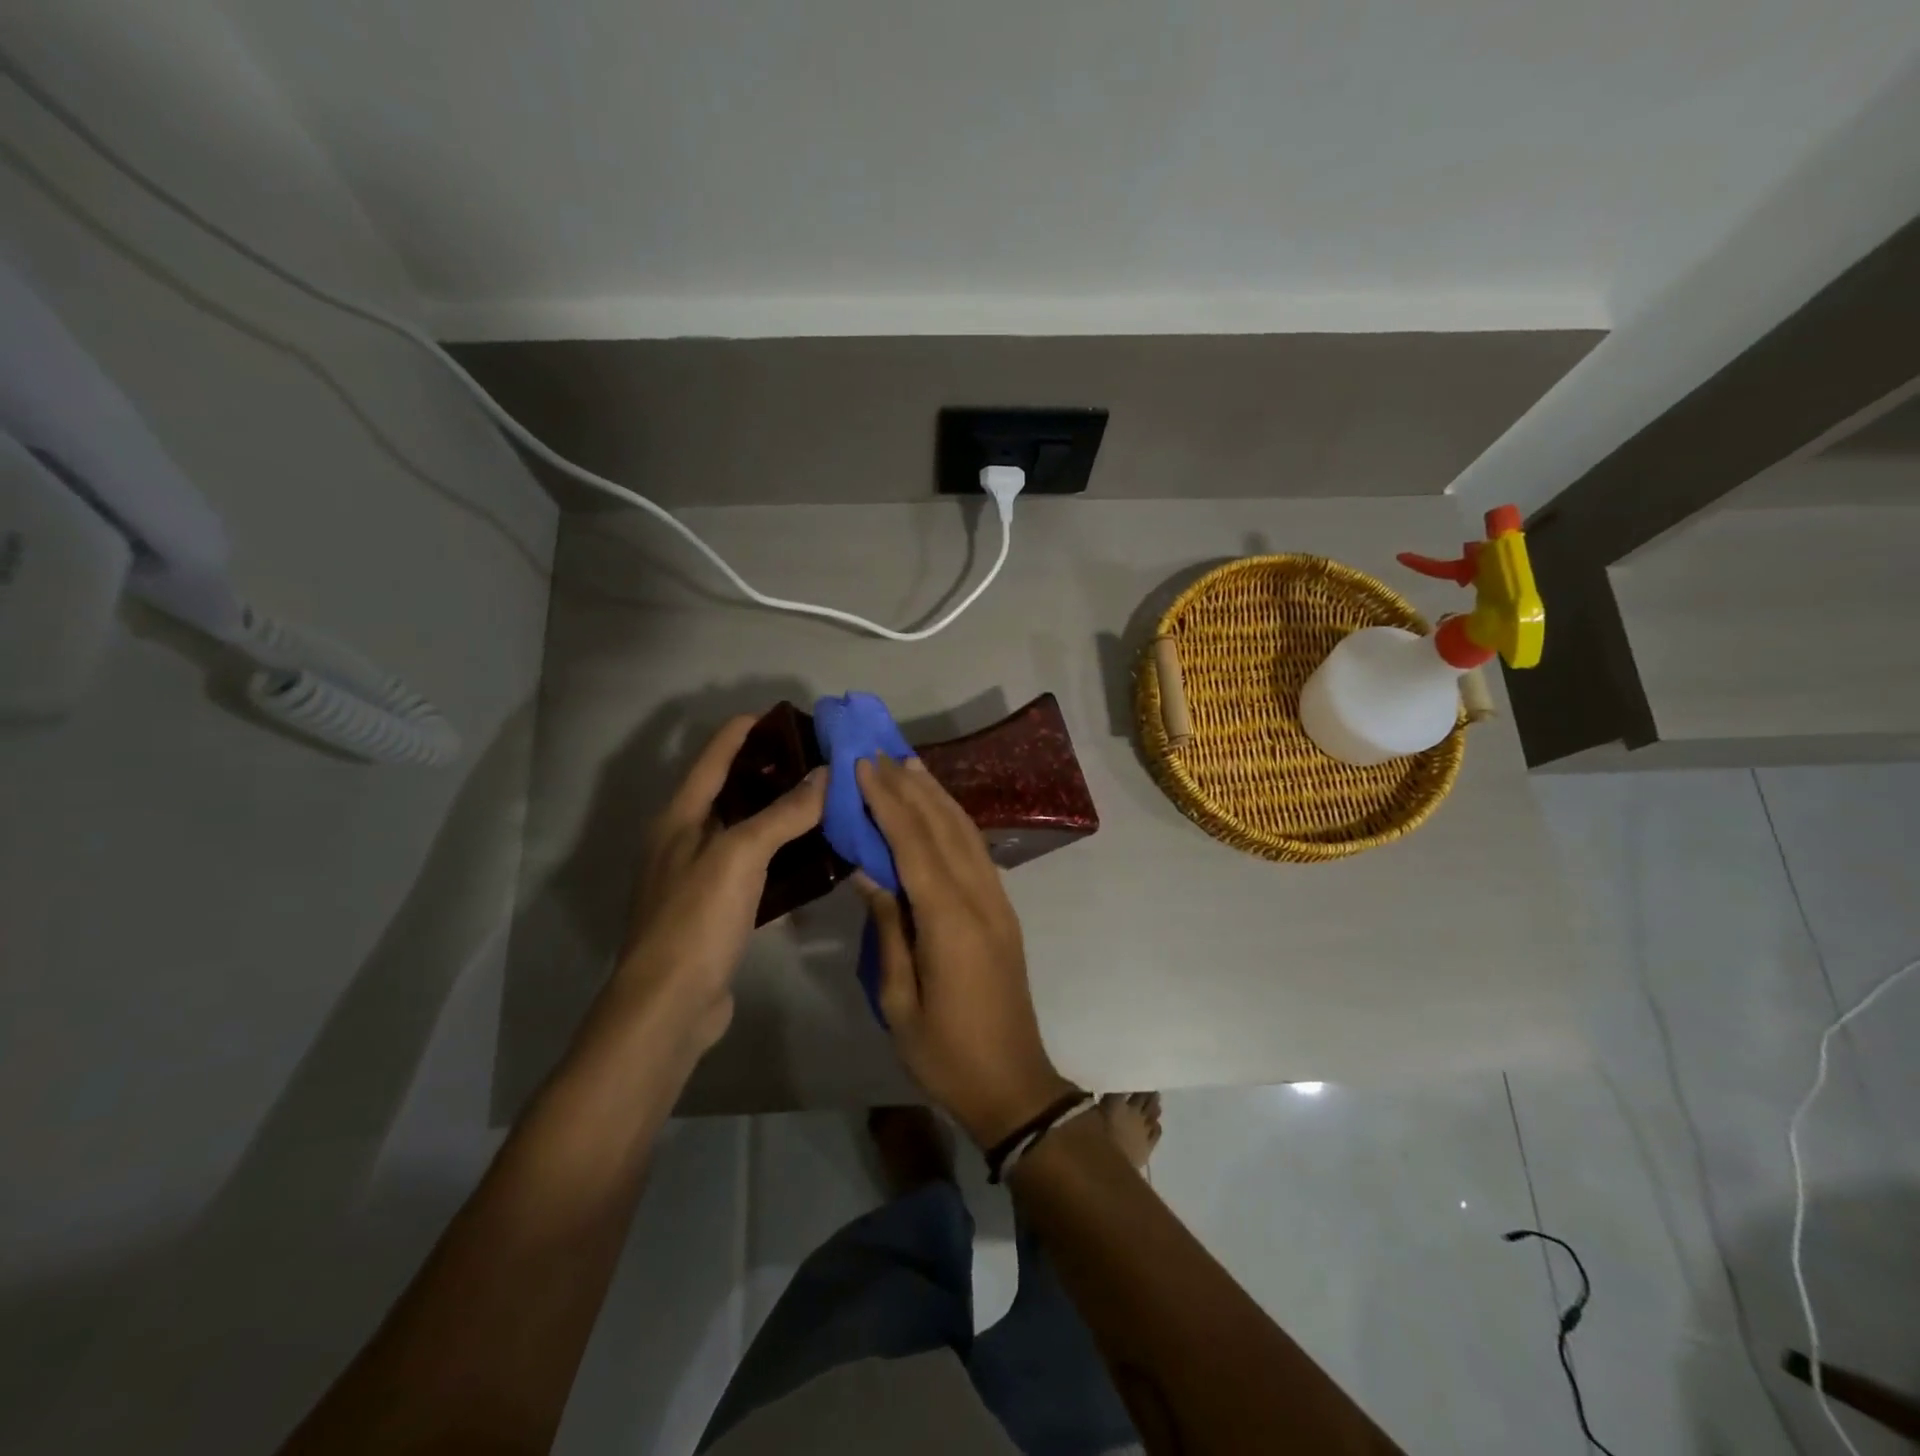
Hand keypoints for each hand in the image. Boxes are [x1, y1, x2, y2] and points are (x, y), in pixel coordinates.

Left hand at [607, 716, 825, 1052]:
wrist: (670, 1003)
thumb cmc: (697, 917)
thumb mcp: (741, 855)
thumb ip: (784, 813)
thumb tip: (827, 774)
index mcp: (680, 817)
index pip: (713, 757)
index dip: (744, 731)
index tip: (783, 715)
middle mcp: (684, 840)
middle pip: (729, 791)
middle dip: (768, 771)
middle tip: (817, 759)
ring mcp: (698, 877)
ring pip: (743, 831)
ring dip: (778, 814)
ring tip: (822, 800)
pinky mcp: (715, 910)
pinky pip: (752, 868)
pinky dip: (779, 856)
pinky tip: (811, 857)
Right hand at [853, 756, 1076, 1147]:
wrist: (1012, 1083)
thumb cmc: (945, 1053)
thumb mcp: (899, 1000)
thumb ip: (888, 930)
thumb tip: (869, 875)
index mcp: (950, 921)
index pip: (914, 845)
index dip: (888, 802)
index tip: (863, 766)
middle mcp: (980, 899)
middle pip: (943, 828)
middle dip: (909, 788)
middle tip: (880, 753)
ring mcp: (998, 902)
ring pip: (966, 834)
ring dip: (937, 796)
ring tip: (910, 766)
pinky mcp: (1004, 911)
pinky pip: (977, 852)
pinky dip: (955, 822)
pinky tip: (939, 810)